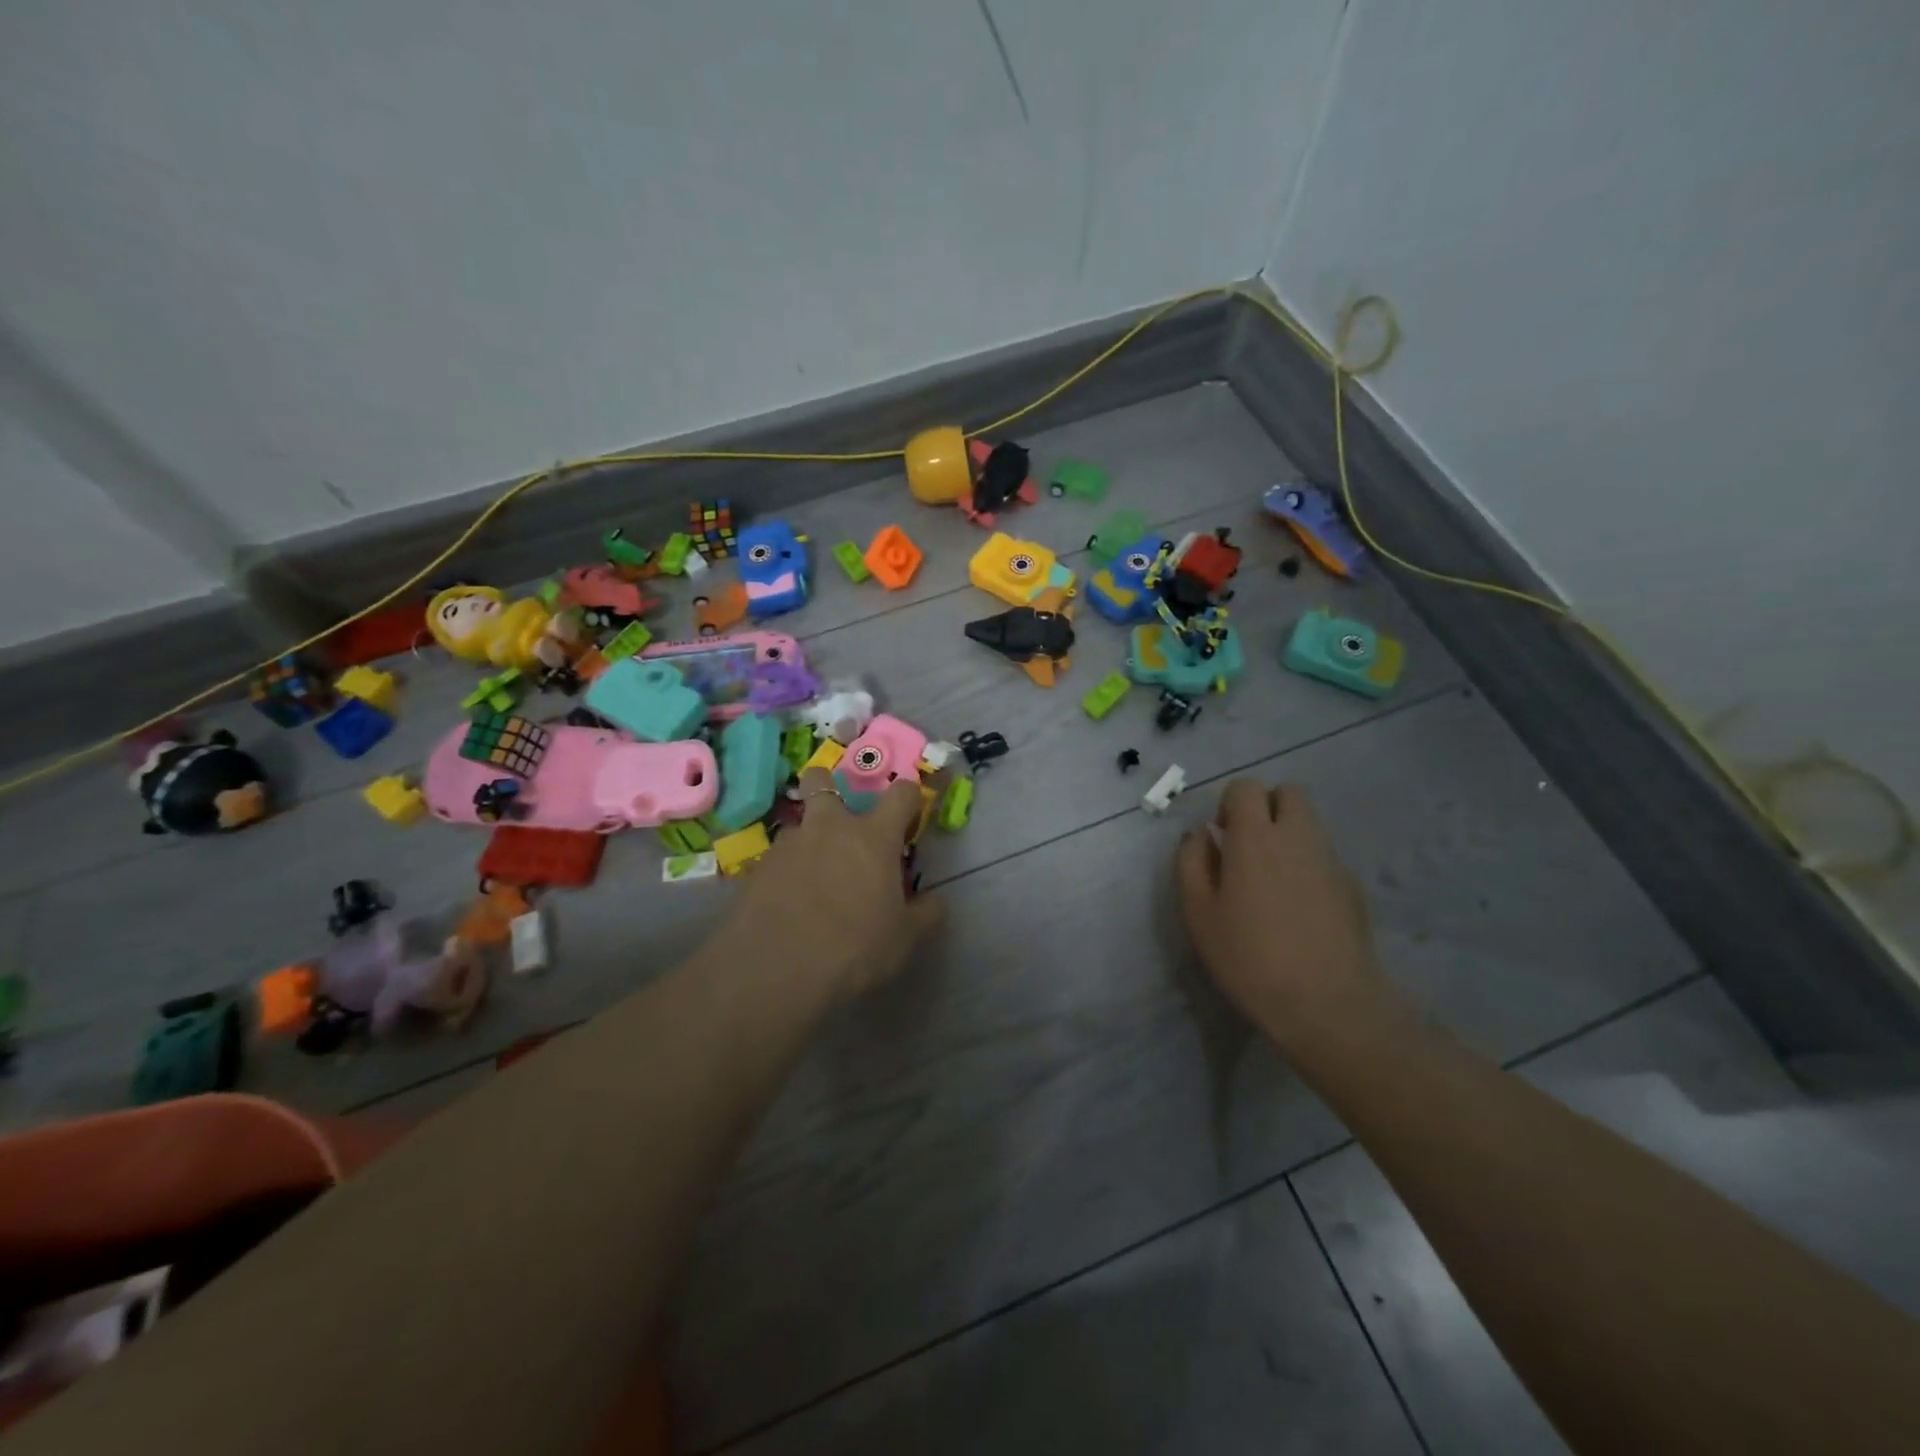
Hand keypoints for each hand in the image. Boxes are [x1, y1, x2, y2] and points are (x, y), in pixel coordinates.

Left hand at [731, 769, 945, 998]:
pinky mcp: (758, 868)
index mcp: (873, 836)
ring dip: (808, 841)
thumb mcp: (904, 938)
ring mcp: (789, 844)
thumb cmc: (855, 948)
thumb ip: (925, 914)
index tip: (910, 816)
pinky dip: (785, 873)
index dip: (910, 798)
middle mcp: (829, 827)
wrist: (777, 970)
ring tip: (812, 878)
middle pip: (822, 780)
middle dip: (829, 786)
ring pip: (798, 825)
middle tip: (840, 819)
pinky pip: (777, 860)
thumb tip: (935, 902)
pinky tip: (787, 904)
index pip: (901, 793)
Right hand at [1175, 779, 1387, 1044]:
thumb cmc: (1249, 958)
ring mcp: (1331, 860)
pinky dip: (1308, 865)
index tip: (1221, 836)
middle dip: (1266, 807)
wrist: (1327, 1004)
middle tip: (1248, 846)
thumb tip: (1199, 835)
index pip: (1246, 787)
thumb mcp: (1199, 913)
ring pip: (1310, 823)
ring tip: (1271, 880)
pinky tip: (1299, 909)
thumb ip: (1192, 863)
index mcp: (1255, 838)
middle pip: (1289, 792)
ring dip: (1288, 834)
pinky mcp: (1352, 886)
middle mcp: (1297, 837)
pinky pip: (1324, 856)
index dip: (1229, 803)